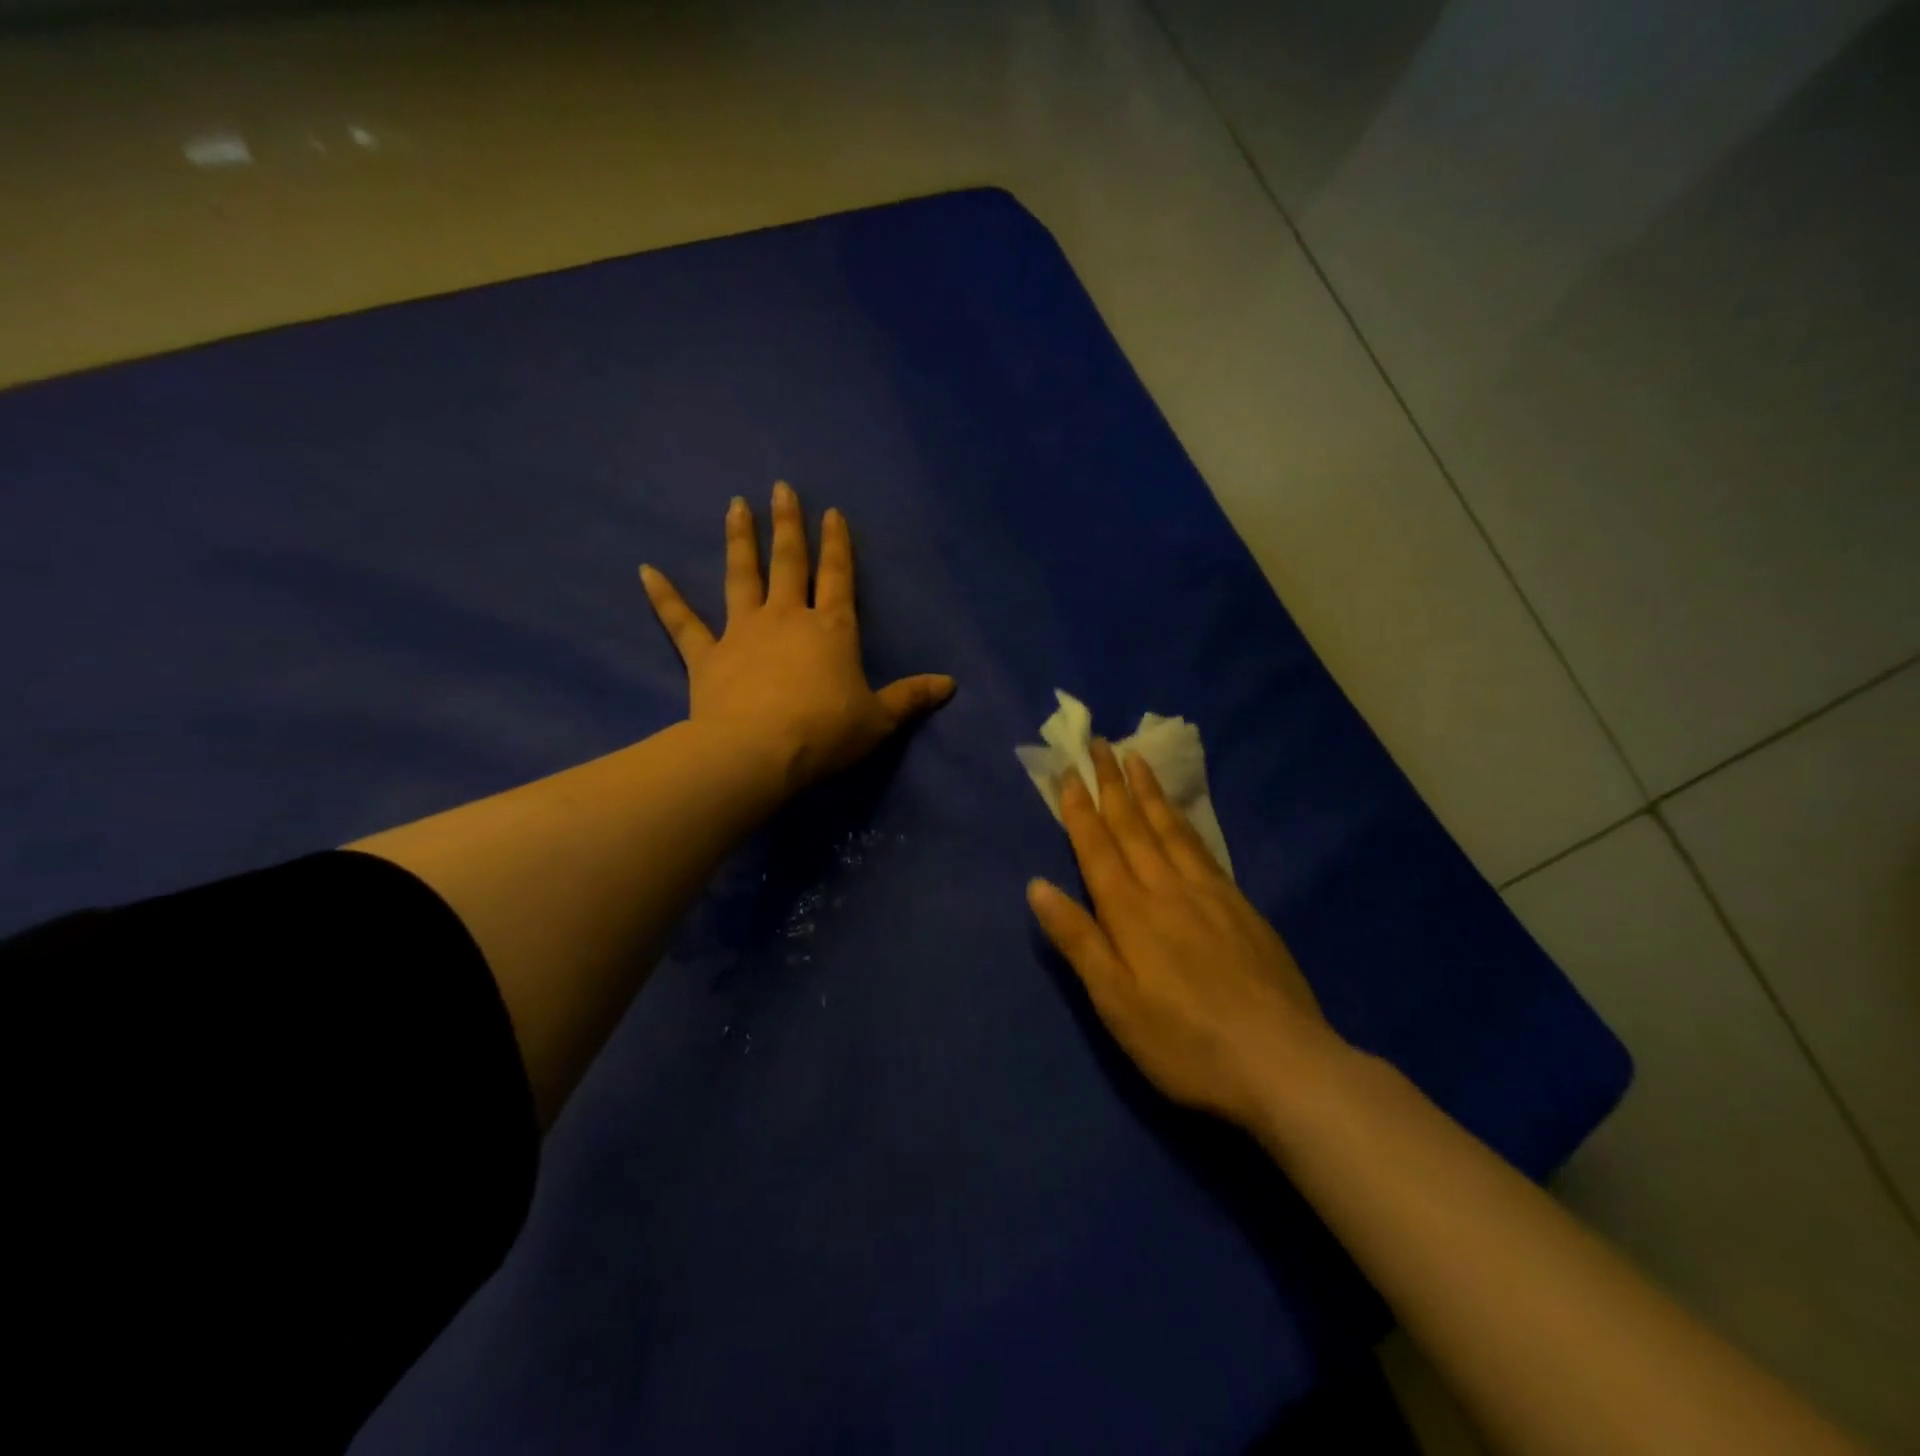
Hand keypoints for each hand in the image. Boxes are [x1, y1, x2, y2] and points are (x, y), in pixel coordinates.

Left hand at [639, 481, 954, 795]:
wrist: (759, 753)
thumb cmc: (825, 733)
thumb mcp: (879, 720)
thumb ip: (911, 698)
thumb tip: (950, 685)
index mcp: (831, 630)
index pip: (838, 578)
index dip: (838, 545)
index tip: (832, 512)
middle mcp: (787, 619)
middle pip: (789, 563)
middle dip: (787, 525)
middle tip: (779, 488)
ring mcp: (743, 633)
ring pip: (741, 578)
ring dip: (739, 541)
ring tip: (735, 507)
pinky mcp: (707, 657)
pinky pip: (683, 623)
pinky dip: (664, 598)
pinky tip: (645, 571)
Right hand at [1027, 739, 1341, 1131]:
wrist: (1282, 1063)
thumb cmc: (1184, 1042)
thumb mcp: (1116, 1003)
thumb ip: (1078, 940)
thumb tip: (1037, 886)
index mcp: (1131, 913)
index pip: (1097, 848)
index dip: (1080, 809)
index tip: (1069, 771)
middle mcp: (1167, 889)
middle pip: (1133, 826)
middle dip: (1112, 783)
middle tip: (1099, 743)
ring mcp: (1209, 894)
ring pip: (1170, 829)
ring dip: (1148, 792)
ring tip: (1135, 758)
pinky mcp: (1241, 906)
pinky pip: (1203, 848)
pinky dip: (1184, 821)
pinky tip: (1181, 814)